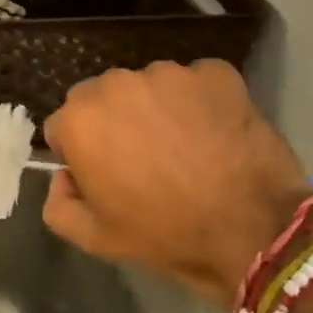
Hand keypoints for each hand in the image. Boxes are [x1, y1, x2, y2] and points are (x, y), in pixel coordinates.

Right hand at [42, 60, 310, 312]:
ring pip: (150, 87)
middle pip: (103, 99)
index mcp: (80, 120)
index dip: (81, 154)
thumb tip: (64, 179)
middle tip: (145, 161)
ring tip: (185, 148)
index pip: (64, 126)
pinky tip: (215, 134)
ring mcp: (169, 74)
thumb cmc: (166, 235)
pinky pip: (196, 84)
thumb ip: (58, 205)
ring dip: (157, 110)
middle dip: (115, 123)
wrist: (254, 231)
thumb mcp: (95, 239)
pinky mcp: (215, 73)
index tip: (104, 176)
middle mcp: (116, 84)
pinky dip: (201, 103)